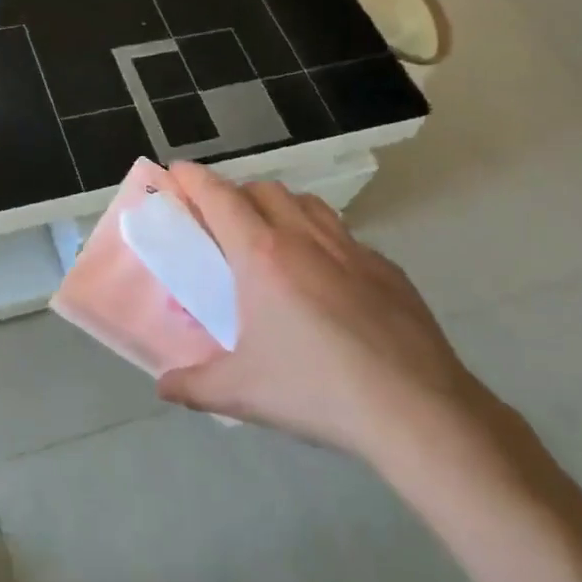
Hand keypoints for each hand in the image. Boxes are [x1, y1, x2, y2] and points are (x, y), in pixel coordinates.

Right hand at [157, 165, 510, 488]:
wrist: (417, 410)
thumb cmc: (317, 391)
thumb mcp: (242, 393)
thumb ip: (193, 385)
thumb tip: (164, 386)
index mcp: (262, 256)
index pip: (218, 197)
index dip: (193, 178)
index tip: (176, 172)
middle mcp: (304, 238)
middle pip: (262, 189)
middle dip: (235, 194)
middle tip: (220, 224)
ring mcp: (351, 249)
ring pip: (306, 203)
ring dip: (280, 207)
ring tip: (271, 239)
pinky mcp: (386, 268)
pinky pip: (343, 235)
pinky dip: (321, 238)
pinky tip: (325, 278)